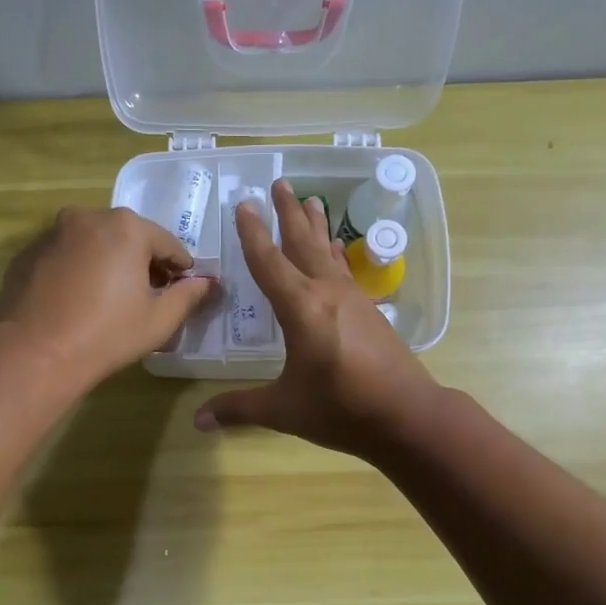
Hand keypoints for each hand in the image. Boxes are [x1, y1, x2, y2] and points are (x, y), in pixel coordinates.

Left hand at [0, 206, 215, 390]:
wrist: (35, 353)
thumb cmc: (107, 335)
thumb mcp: (159, 320)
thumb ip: (188, 296)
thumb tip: (207, 283)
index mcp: (127, 227)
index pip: (167, 243)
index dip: (180, 269)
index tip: (183, 290)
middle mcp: (88, 217)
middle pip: (129, 237)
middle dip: (143, 263)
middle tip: (148, 297)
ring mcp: (53, 233)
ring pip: (95, 244)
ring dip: (109, 263)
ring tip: (111, 300)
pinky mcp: (28, 253)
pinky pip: (66, 256)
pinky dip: (78, 270)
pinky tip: (78, 302)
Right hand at [194, 179, 439, 456]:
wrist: (406, 416)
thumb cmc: (340, 409)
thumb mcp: (284, 409)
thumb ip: (239, 408)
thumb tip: (198, 421)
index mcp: (301, 308)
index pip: (269, 262)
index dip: (253, 234)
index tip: (245, 204)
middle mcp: (327, 293)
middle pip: (303, 243)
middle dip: (289, 213)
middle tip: (281, 183)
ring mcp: (352, 299)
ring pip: (329, 252)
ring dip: (317, 226)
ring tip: (312, 200)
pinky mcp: (369, 311)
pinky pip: (345, 271)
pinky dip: (336, 254)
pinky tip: (337, 249)